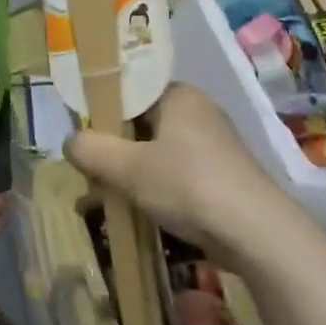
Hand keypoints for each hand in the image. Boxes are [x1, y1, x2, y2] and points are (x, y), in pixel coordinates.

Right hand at [65, 82, 287, 271]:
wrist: (255, 233)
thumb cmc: (188, 184)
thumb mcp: (129, 167)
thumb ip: (92, 150)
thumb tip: (70, 141)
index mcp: (180, 95)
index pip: (132, 91)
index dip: (103, 111)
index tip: (81, 136)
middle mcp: (199, 112)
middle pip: (142, 124)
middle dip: (112, 149)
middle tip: (86, 172)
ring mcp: (214, 146)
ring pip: (157, 153)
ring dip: (129, 174)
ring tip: (100, 198)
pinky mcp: (221, 178)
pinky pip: (175, 175)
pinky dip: (152, 190)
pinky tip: (131, 214)